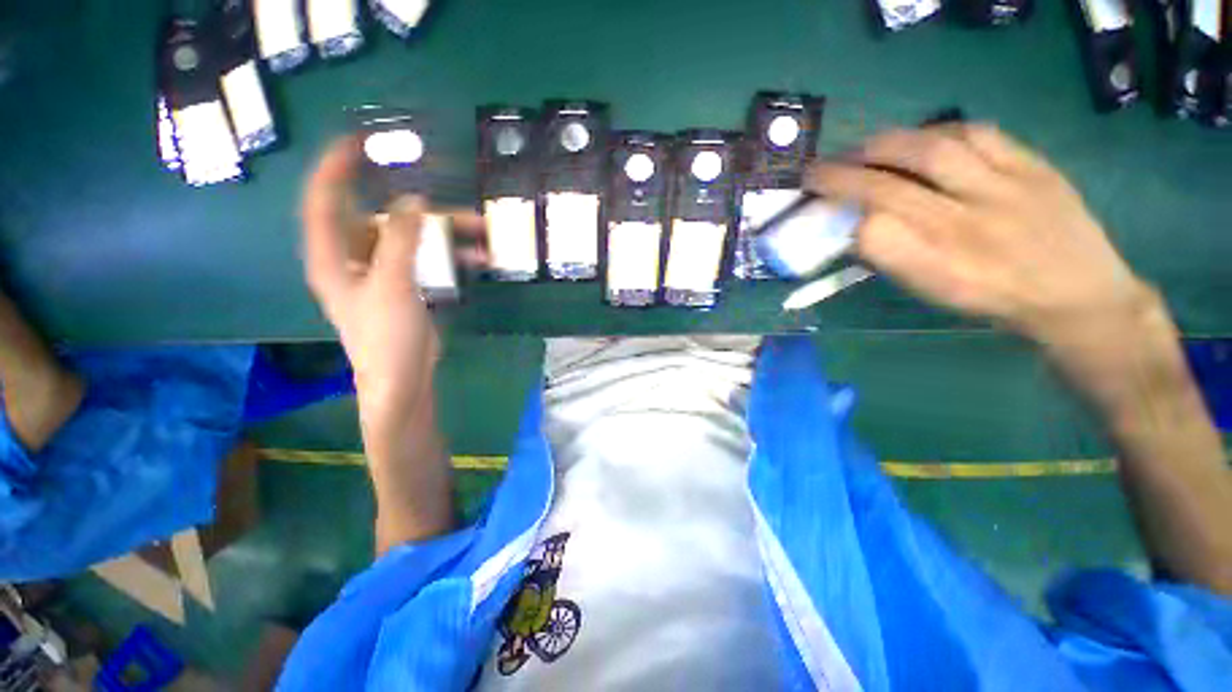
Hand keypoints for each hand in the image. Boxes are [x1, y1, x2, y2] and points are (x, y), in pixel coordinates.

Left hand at [299, 138, 484, 446]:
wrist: (403, 377)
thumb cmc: (385, 335)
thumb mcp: (392, 283)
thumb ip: (400, 238)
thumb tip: (414, 199)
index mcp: (332, 255)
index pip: (324, 200)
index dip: (337, 167)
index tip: (361, 142)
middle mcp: (353, 257)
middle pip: (381, 218)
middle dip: (419, 207)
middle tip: (447, 194)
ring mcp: (383, 272)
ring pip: (412, 238)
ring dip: (445, 233)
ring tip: (481, 230)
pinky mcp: (407, 285)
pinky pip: (427, 259)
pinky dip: (451, 255)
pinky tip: (478, 257)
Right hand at [807, 124, 1153, 349]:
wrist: (1075, 293)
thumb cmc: (992, 299)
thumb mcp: (934, 292)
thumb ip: (895, 257)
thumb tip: (860, 224)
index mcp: (936, 266)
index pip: (870, 233)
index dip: (840, 218)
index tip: (825, 213)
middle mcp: (963, 225)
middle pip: (886, 188)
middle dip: (839, 176)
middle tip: (816, 170)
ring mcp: (1001, 189)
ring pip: (929, 149)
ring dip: (882, 145)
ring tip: (862, 148)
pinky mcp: (1031, 165)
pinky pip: (977, 133)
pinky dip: (938, 130)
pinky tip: (922, 137)